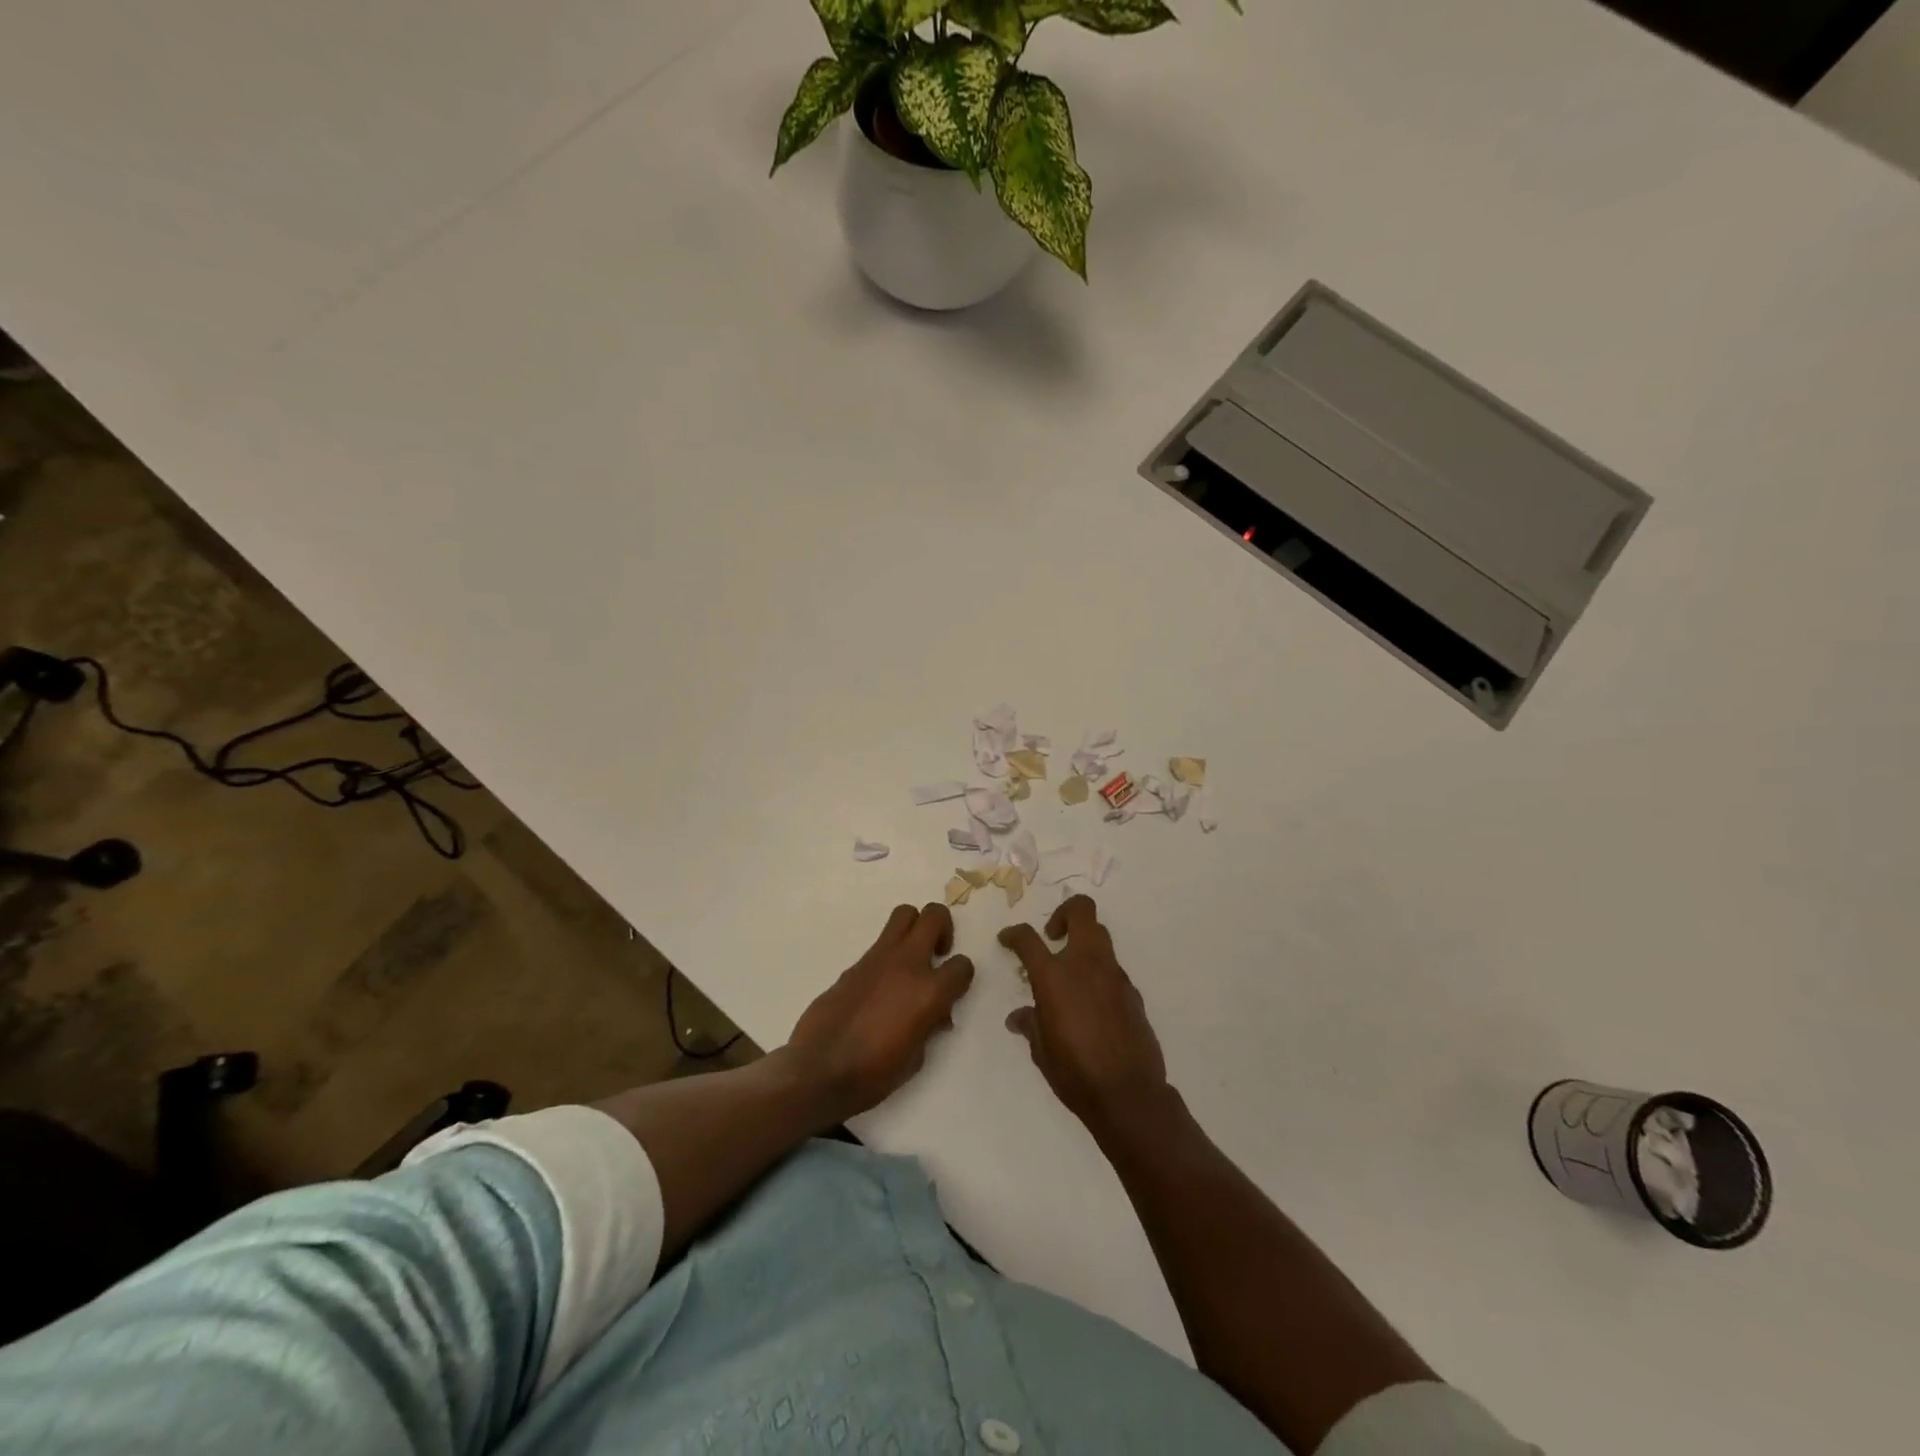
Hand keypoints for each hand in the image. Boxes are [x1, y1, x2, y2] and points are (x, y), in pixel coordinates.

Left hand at [786, 902, 975, 1124]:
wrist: (819, 1070)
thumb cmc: (873, 1074)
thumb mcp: (916, 1058)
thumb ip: (931, 1026)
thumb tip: (936, 1014)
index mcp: (929, 992)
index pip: (962, 965)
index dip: (961, 977)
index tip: (953, 990)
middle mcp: (907, 964)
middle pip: (934, 916)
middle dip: (943, 929)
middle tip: (937, 954)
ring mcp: (878, 958)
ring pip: (904, 914)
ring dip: (915, 928)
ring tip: (912, 958)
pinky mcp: (855, 963)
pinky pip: (880, 943)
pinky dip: (889, 954)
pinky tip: (882, 984)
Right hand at [999, 895, 1169, 1134]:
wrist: (1128, 1094)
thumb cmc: (1075, 1072)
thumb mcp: (1041, 1050)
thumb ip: (1031, 1024)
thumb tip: (1019, 1017)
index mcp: (1054, 976)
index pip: (1028, 939)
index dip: (1014, 934)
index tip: (1008, 939)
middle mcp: (1086, 964)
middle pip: (1081, 910)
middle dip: (1064, 913)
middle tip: (1052, 935)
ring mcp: (1114, 975)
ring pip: (1100, 936)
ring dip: (1083, 943)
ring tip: (1070, 972)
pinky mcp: (1133, 992)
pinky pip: (1112, 969)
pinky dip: (1099, 974)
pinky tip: (1092, 1004)